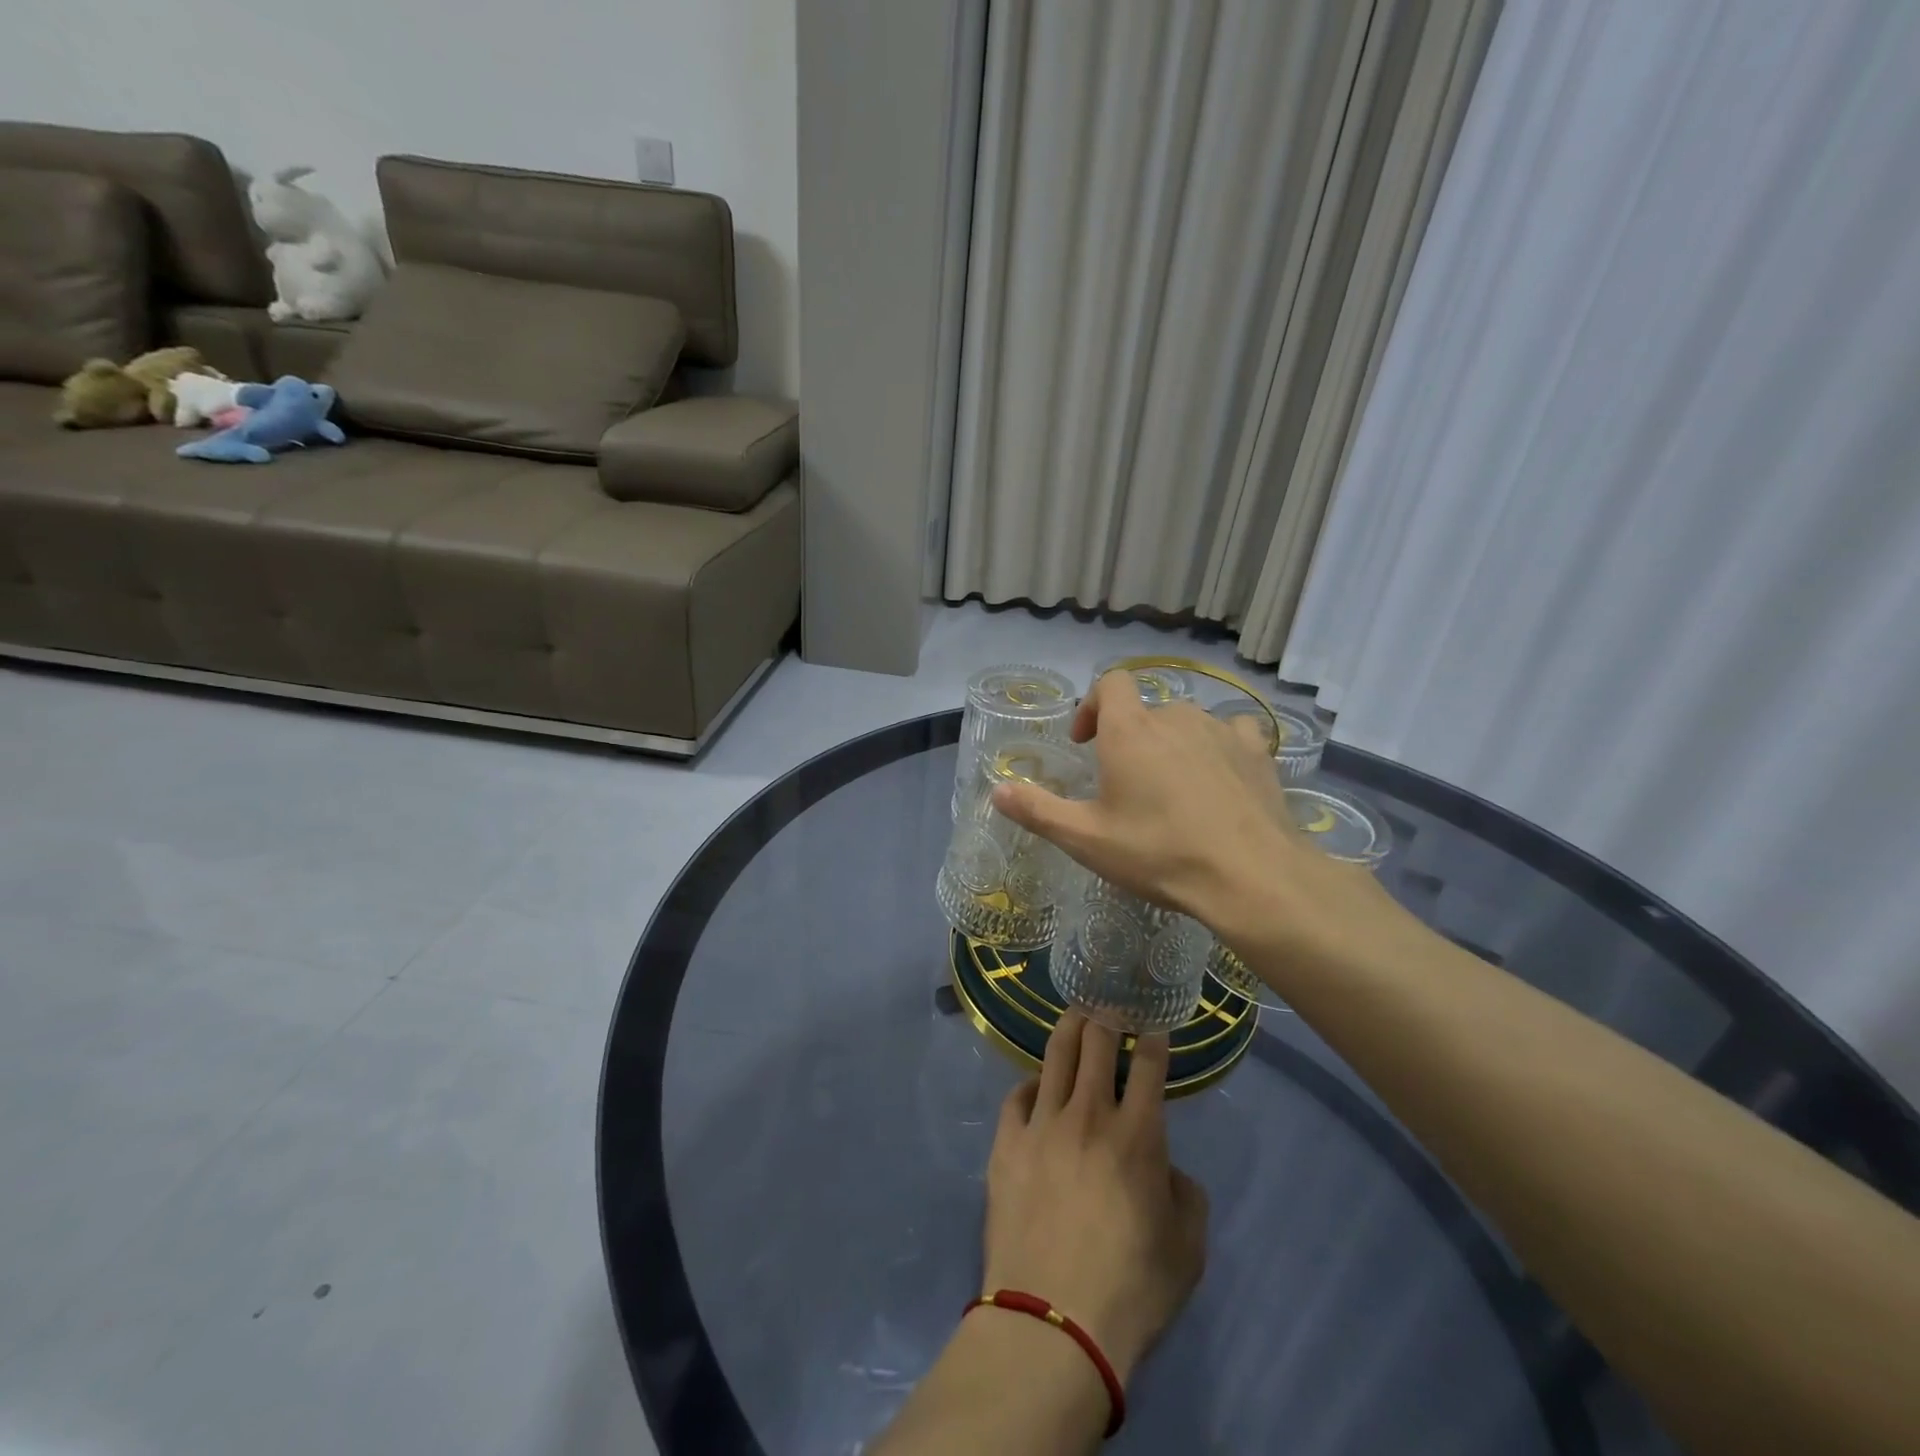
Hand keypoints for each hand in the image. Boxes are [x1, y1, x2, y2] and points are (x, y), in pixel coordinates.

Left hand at [980, 1012, 1207, 1383]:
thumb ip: (1185, 1195)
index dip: (1152, 1039)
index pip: (1148, 1066)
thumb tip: (1166, 1169)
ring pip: (1055, 1057)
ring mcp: (1042, 1124)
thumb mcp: (1187, 1249)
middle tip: (1108, 1005)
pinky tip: (1036, 1086)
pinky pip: (1017, 1097)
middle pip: (1096, 1044)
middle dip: (1105, 1017)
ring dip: (1068, 1030)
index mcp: (1138, 1135)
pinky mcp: (1007, 1143)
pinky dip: (1031, 1085)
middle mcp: (1089, 1115)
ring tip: (1074, 1016)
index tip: (1152, 1026)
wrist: (1053, 1321)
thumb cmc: (1130, 1289)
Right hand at [991, 670, 1400, 963]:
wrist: (1249, 875)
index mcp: (1130, 730)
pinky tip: (1220, 776)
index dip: (1093, 704)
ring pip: (1186, 722)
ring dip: (1172, 743)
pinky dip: (1219, 745)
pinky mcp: (1256, 750)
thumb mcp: (1087, 839)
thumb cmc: (1159, 853)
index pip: (1110, 683)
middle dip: (1130, 736)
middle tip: (1125, 783)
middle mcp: (1174, 717)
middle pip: (1146, 710)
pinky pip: (1232, 731)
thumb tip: (997, 791)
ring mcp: (1220, 730)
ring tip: (1171, 788)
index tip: (1085, 743)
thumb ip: (1038, 811)